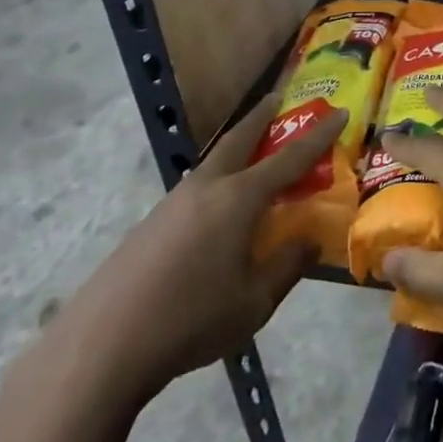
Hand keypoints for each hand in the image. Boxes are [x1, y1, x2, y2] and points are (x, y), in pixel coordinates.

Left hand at [56, 97, 344, 401]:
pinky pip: (196, 188)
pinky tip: (217, 210)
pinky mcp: (150, 223)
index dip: (318, 134)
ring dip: (237, 148)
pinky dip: (218, 180)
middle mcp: (207, 188)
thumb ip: (287, 265)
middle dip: (262, 116)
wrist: (103, 345)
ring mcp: (173, 202)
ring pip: (214, 162)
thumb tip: (307, 239)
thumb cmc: (191, 320)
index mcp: (239, 199)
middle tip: (278, 97)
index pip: (290, 158)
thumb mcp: (255, 302)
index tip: (339, 111)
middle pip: (240, 138)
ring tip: (252, 153)